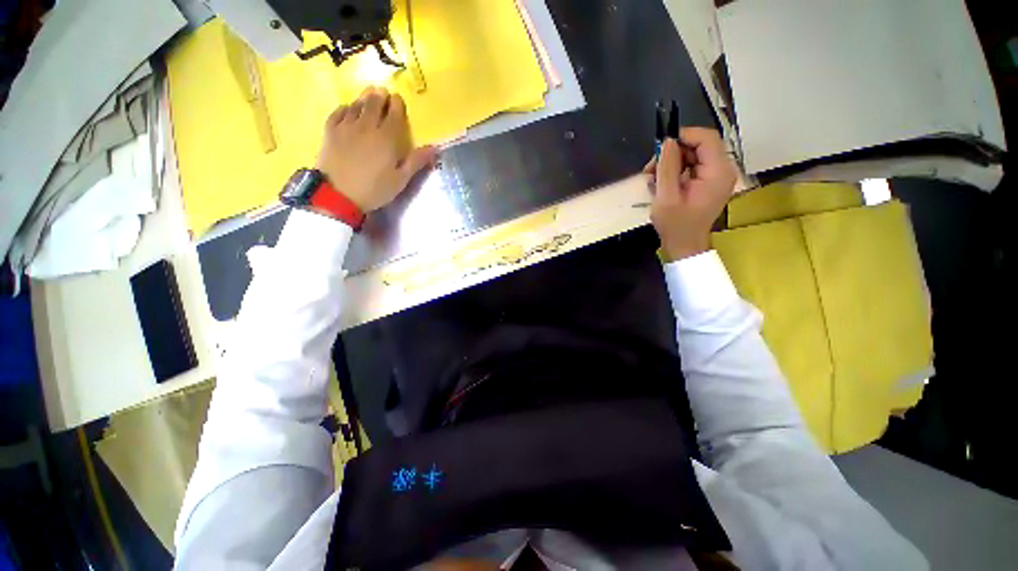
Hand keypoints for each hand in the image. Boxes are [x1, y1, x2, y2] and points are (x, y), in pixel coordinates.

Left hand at [316, 87, 437, 211]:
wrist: (338, 194)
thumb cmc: (374, 189)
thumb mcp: (401, 179)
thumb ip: (416, 161)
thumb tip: (435, 148)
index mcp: (387, 138)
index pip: (394, 112)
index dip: (397, 103)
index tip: (398, 100)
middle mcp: (367, 126)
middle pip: (373, 102)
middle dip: (380, 96)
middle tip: (383, 93)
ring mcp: (346, 126)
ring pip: (356, 104)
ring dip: (364, 98)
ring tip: (369, 96)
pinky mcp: (330, 130)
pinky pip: (338, 111)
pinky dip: (346, 107)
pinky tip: (349, 109)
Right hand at [645, 127, 735, 260]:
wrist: (685, 245)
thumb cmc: (675, 225)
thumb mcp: (666, 196)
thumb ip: (667, 167)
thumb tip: (667, 142)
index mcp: (717, 172)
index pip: (706, 138)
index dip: (683, 136)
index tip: (660, 148)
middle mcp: (723, 170)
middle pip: (699, 146)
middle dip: (673, 153)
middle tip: (650, 168)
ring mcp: (717, 177)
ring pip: (694, 155)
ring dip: (671, 163)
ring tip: (652, 178)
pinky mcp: (709, 183)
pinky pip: (693, 167)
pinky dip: (676, 171)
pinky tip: (661, 183)